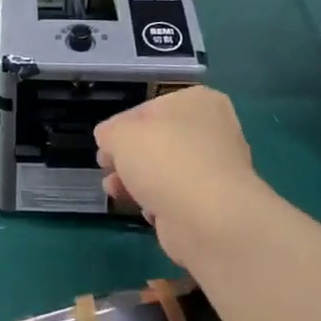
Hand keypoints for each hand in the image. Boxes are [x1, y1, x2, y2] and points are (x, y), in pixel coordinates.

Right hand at [94, 87, 272, 267]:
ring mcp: (217, 169)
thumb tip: (109, 139)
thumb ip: (110, 132)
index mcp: (197, 101)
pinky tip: (144, 210)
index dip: (120, 126)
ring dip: (136, 180)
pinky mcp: (215, 203)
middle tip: (106, 167)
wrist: (208, 219)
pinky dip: (159, 203)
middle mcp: (213, 130)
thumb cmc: (164, 160)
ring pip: (166, 170)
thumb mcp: (120, 135)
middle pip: (158, 140)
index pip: (148, 109)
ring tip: (113, 191)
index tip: (103, 145)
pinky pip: (178, 197)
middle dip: (129, 157)